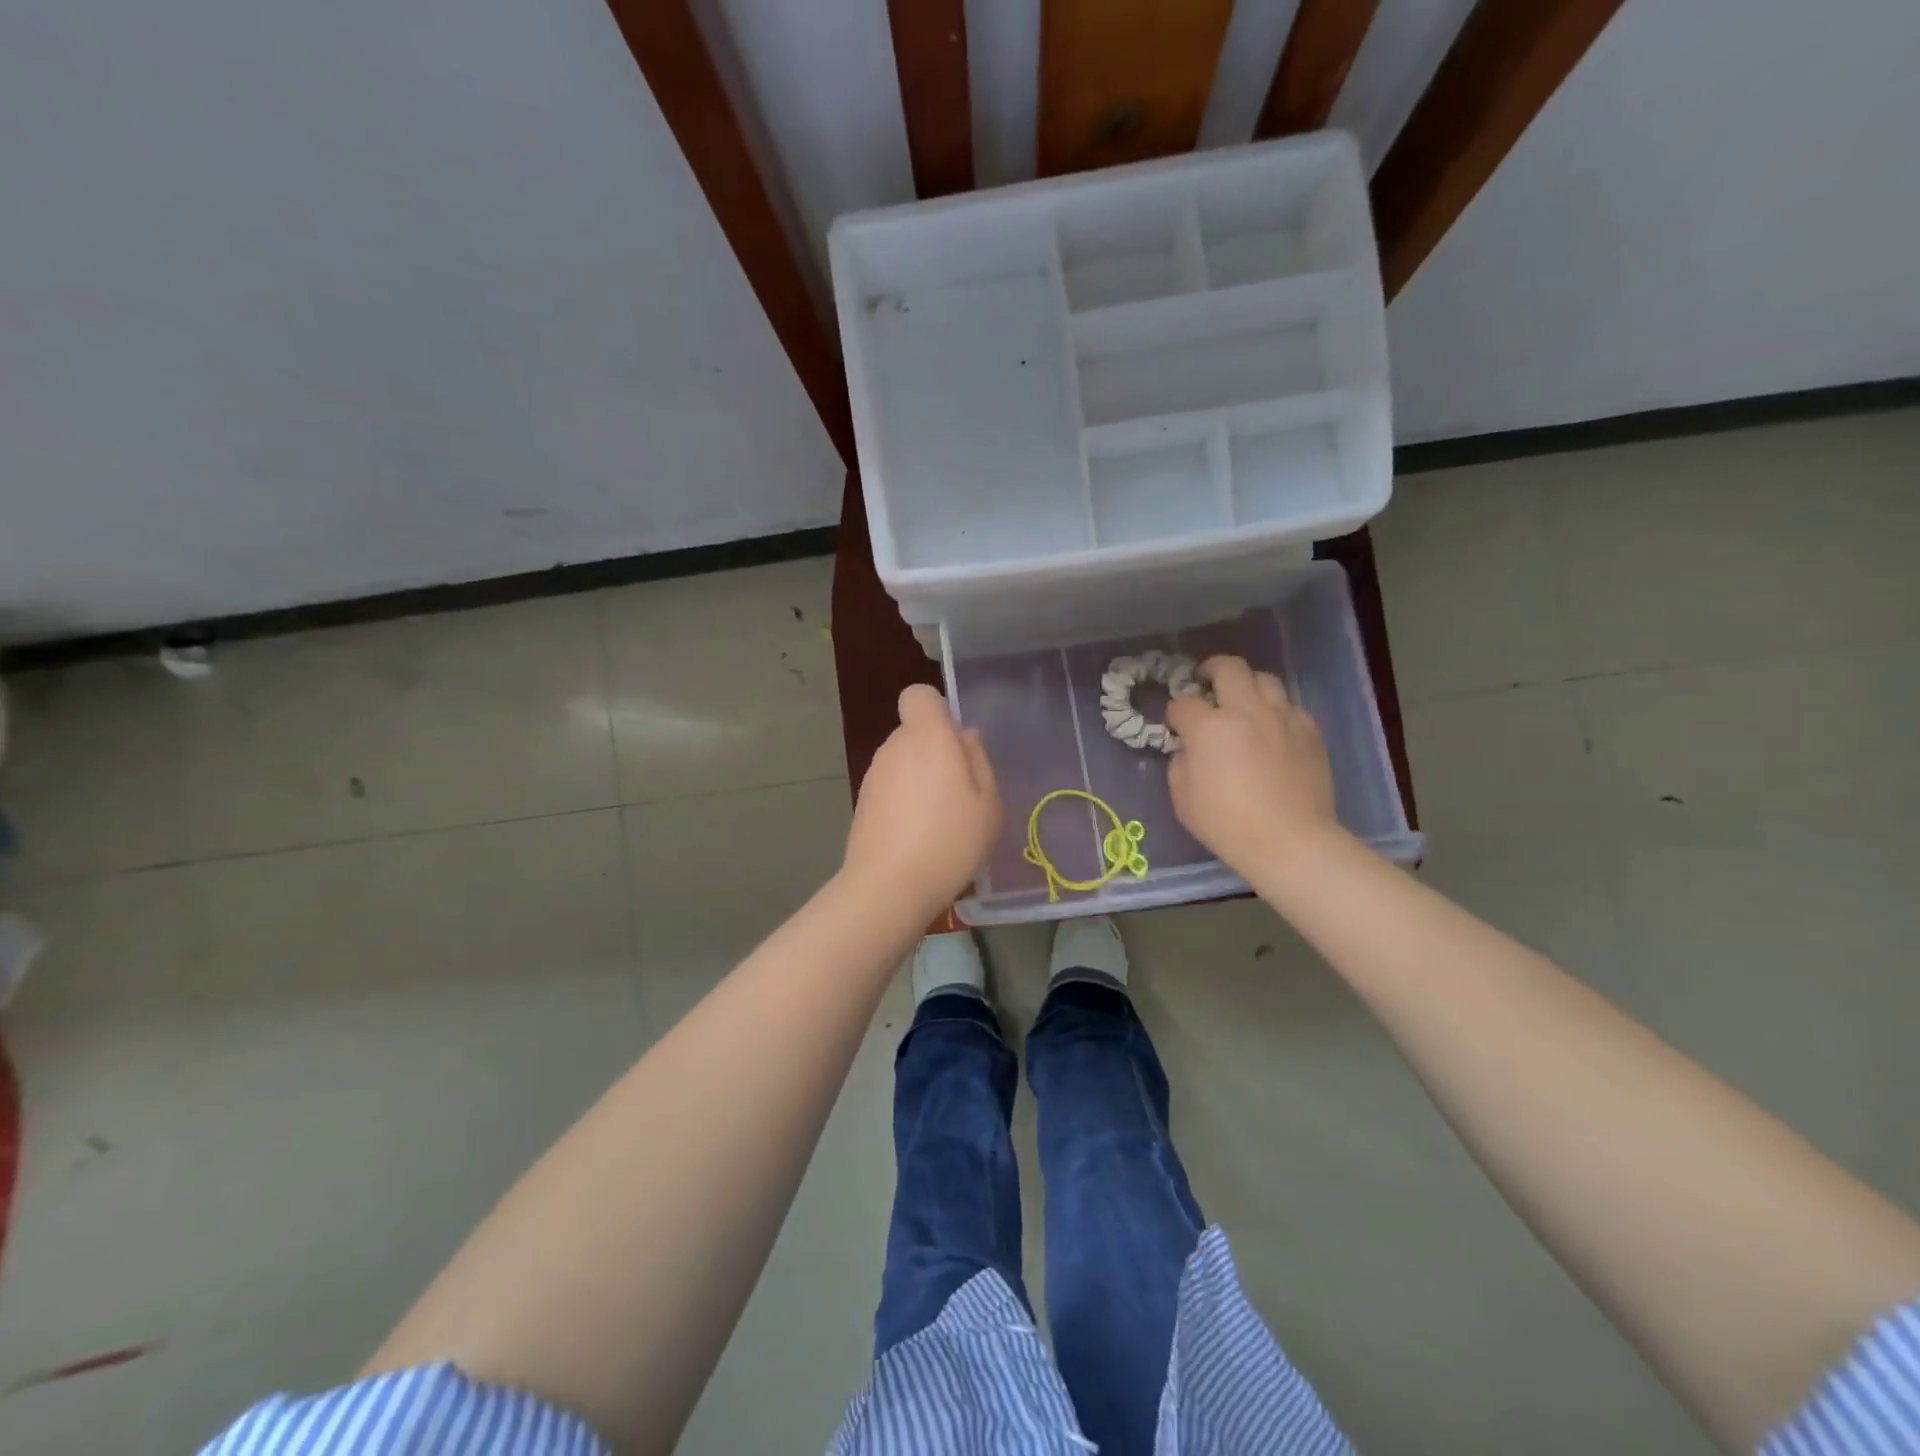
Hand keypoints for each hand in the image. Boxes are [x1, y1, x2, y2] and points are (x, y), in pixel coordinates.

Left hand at [844, 684, 1002, 910]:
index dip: (937, 711)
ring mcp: (873, 775)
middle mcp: (895, 746)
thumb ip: (979, 760)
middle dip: (936, 751)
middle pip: (915, 732)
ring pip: (903, 761)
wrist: (889, 886)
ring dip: (920, 779)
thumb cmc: (950, 840)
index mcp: (928, 737)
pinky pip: (891, 787)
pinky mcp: (862, 802)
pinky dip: (904, 801)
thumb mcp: (988, 803)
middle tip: (960, 793)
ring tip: (941, 821)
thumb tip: (965, 737)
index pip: (919, 695)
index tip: (955, 743)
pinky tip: (918, 836)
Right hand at [1165, 655, 1340, 872]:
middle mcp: (1246, 711)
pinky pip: (1289, 707)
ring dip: (1247, 684)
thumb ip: (1181, 763)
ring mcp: (1283, 718)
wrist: (1290, 841)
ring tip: (1242, 701)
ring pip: (1264, 678)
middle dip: (1211, 669)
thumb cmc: (1227, 824)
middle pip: (1228, 667)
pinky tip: (1271, 730)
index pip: (1183, 703)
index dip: (1175, 713)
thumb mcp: (1182, 798)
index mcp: (1209, 727)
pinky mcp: (1310, 731)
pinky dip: (1275, 711)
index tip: (1176, 726)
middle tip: (1205, 681)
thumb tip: (1190, 749)